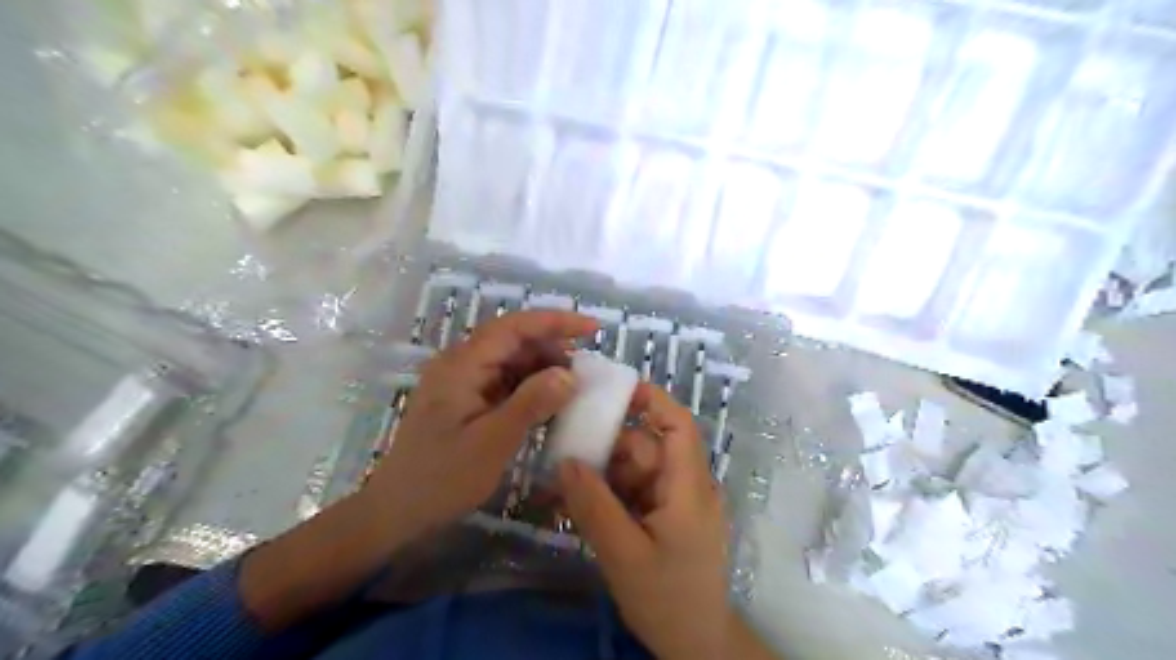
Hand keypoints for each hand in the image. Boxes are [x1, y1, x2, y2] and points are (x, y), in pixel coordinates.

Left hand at [363, 312, 597, 542]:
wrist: (397, 512)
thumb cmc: (441, 478)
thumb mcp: (492, 442)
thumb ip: (531, 403)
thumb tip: (570, 374)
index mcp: (462, 365)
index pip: (513, 326)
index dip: (555, 321)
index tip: (593, 328)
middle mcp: (461, 364)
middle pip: (513, 341)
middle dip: (553, 349)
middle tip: (587, 372)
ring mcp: (463, 382)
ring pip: (512, 361)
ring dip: (544, 370)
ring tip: (574, 389)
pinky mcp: (467, 400)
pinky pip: (505, 383)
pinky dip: (531, 389)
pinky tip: (550, 405)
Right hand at [558, 381, 727, 659]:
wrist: (695, 645)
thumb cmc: (667, 599)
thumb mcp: (623, 554)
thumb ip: (594, 505)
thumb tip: (566, 460)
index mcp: (689, 487)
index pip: (678, 425)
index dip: (650, 400)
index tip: (611, 388)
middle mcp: (687, 486)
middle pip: (646, 448)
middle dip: (607, 451)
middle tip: (563, 456)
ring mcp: (677, 502)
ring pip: (636, 471)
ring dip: (602, 476)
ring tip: (563, 490)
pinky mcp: (667, 517)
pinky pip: (635, 493)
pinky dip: (610, 496)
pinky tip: (580, 507)